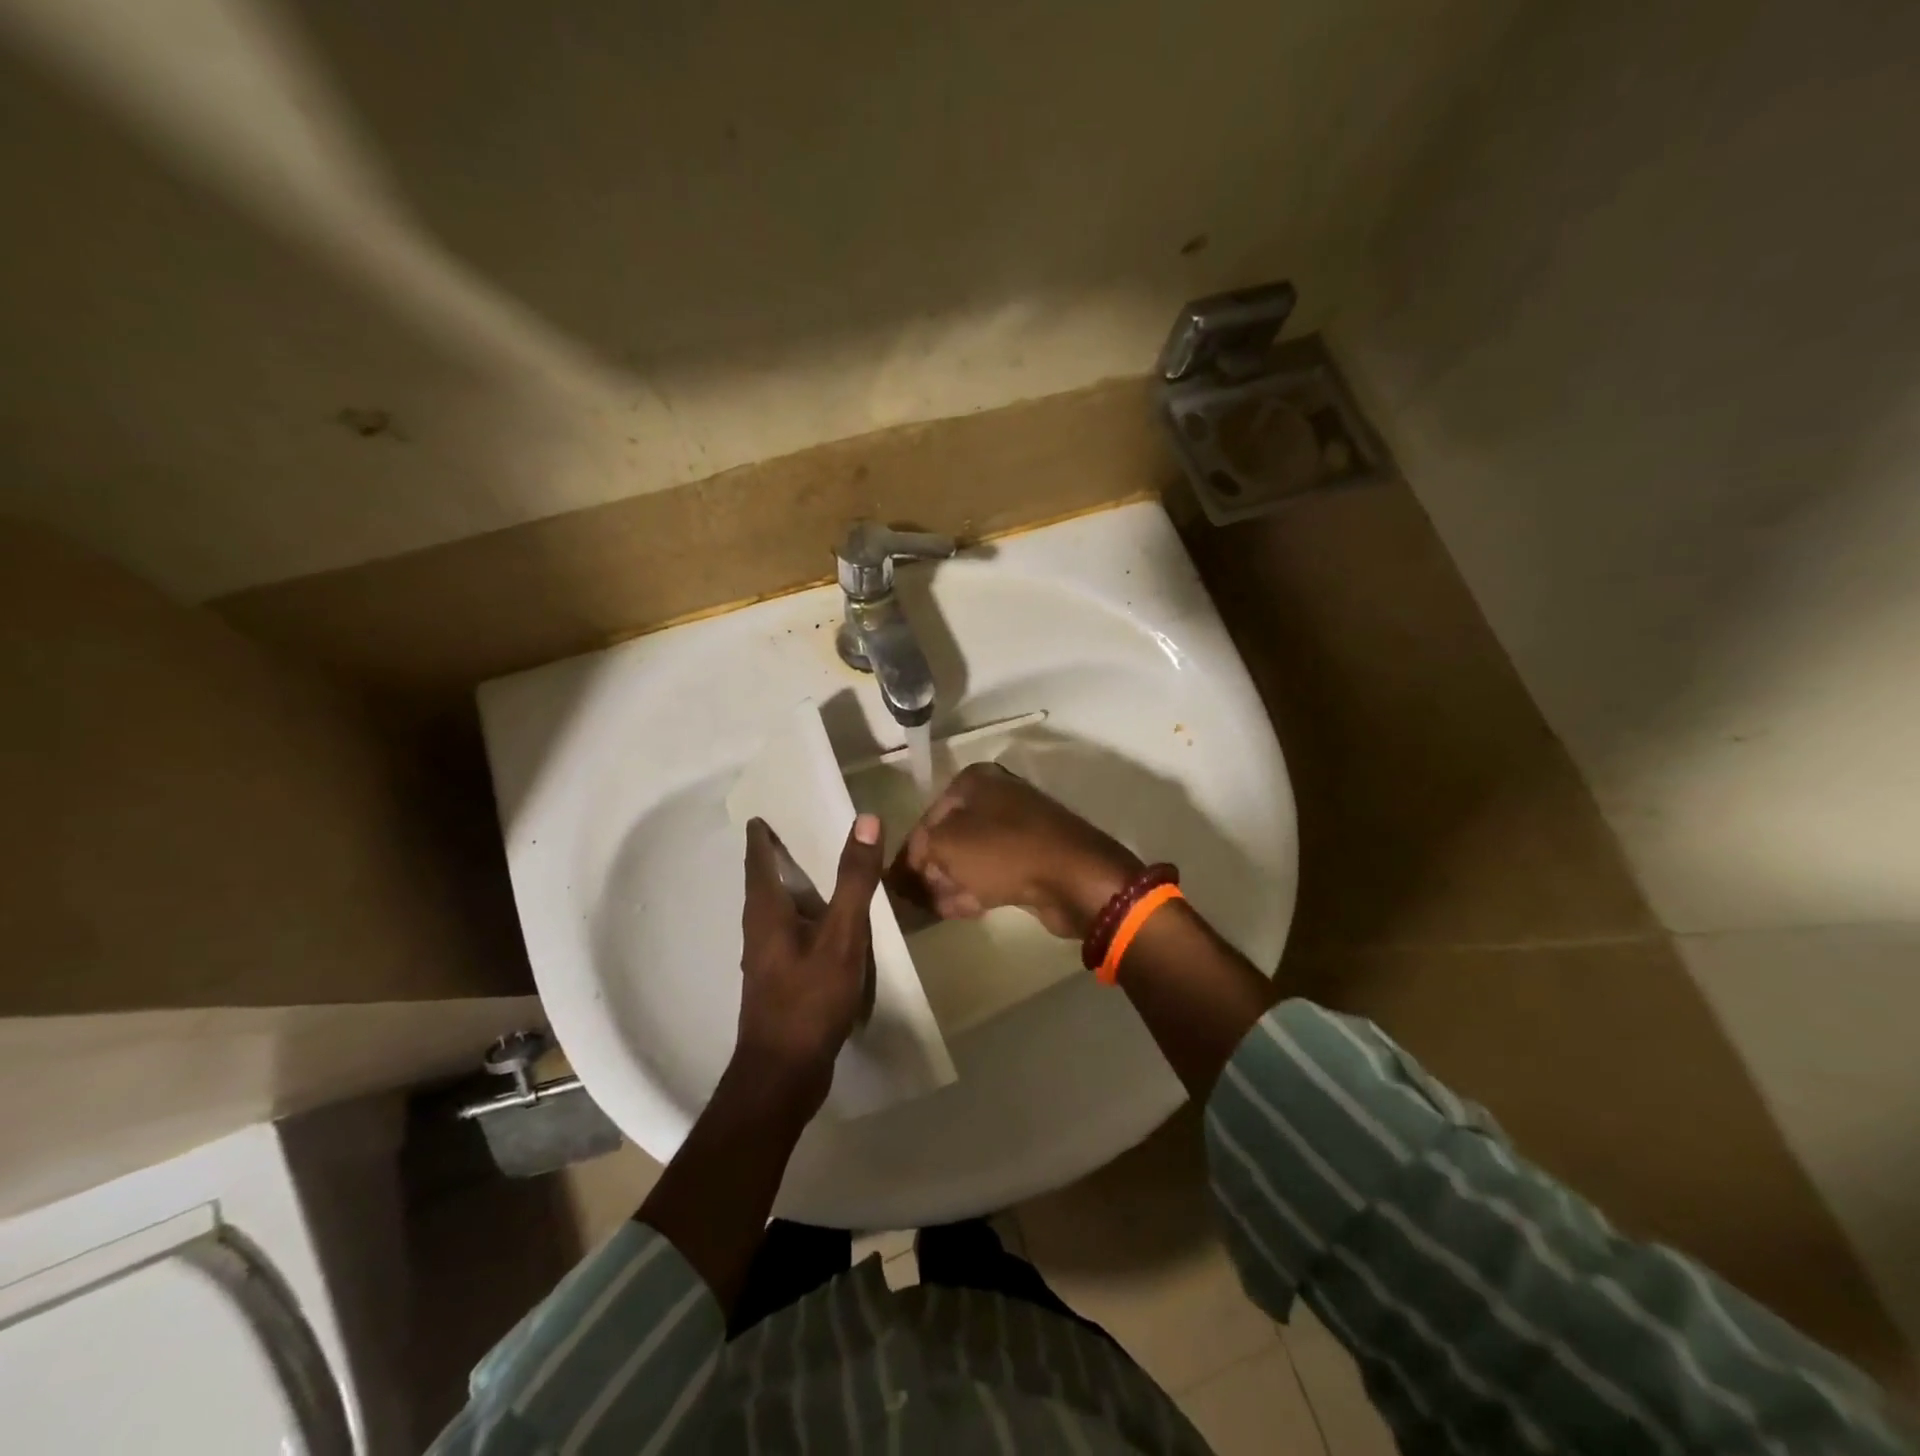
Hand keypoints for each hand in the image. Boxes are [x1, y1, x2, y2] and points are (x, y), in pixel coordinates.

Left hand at [735, 813, 884, 1107]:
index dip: (761, 835)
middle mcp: (759, 931)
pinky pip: (792, 934)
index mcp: (766, 913)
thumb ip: (854, 880)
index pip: (758, 860)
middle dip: (776, 857)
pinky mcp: (781, 982)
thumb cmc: (808, 1000)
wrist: (783, 1075)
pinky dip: (806, 916)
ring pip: (777, 911)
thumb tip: (865, 819)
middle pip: (764, 883)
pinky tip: (828, 925)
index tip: (765, 813)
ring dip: (792, 887)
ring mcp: (768, 959)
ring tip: (818, 870)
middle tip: (799, 830)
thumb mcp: (841, 936)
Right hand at [890, 763, 1141, 938]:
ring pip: (972, 857)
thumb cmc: (1003, 851)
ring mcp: (1018, 829)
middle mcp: (997, 798)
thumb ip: (918, 854)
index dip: (910, 852)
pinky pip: (993, 873)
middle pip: (951, 836)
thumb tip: (906, 869)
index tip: (895, 883)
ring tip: (926, 909)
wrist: (1074, 878)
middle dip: (930, 868)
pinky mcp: (1033, 859)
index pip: (928, 816)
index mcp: (976, 781)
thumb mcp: (946, 845)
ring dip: (949, 882)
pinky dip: (973, 889)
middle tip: (910, 899)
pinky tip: (954, 911)